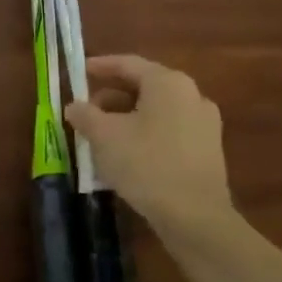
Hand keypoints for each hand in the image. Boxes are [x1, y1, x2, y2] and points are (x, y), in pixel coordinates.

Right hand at [66, 55, 232, 238]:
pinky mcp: (208, 151)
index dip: (100, 66)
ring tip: (102, 135)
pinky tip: (127, 155)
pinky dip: (146, 134)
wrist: (196, 217)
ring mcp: (204, 124)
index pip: (128, 64)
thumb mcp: (104, 137)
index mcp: (168, 83)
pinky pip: (170, 131)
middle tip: (87, 109)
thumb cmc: (146, 164)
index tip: (79, 71)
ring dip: (127, 118)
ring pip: (157, 111)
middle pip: (144, 87)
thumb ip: (85, 115)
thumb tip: (74, 106)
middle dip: (112, 97)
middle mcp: (191, 95)